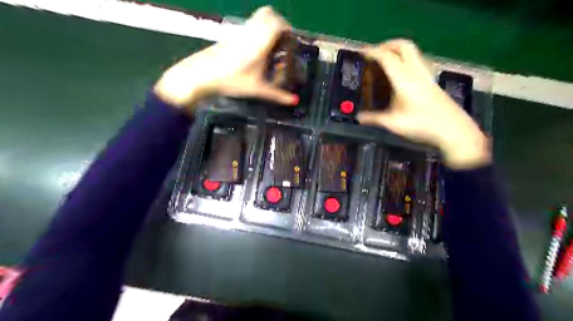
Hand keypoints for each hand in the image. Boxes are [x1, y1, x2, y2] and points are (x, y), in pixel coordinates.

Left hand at [153, 6, 294, 111]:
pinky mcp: (231, 35)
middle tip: (282, 41)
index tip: (290, 42)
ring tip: (271, 45)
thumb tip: (294, 100)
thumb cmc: (232, 81)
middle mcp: (250, 32)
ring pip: (257, 17)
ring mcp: (239, 32)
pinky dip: (257, 30)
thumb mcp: (257, 89)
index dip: (287, 28)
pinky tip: (256, 50)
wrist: (202, 75)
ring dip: (267, 25)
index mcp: (259, 42)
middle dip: (279, 23)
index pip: (277, 23)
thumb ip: (277, 95)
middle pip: (268, 13)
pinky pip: (249, 25)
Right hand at [357, 39, 489, 169]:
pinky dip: (405, 60)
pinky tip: (400, 75)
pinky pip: (417, 61)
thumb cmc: (421, 125)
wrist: (453, 130)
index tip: (360, 52)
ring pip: (413, 52)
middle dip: (387, 45)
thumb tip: (358, 117)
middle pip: (403, 45)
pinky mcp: (432, 81)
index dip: (372, 51)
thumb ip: (374, 119)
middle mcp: (416, 71)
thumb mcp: (393, 123)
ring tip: (385, 61)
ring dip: (397, 50)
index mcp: (404, 78)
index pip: (386, 56)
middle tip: (374, 53)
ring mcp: (427, 75)